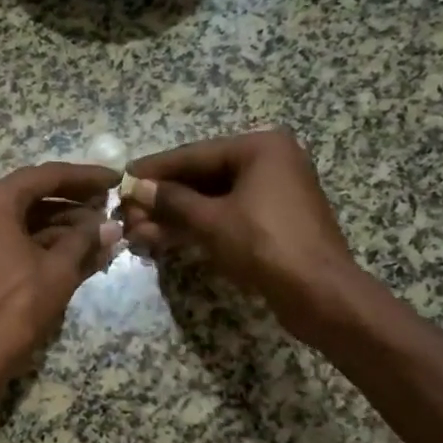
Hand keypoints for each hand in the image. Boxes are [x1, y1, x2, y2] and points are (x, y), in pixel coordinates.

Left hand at [0, 163, 121, 377]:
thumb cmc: (15, 307)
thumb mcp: (57, 270)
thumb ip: (85, 241)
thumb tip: (110, 226)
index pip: (47, 176)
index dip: (85, 176)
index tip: (115, 179)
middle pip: (33, 193)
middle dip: (73, 200)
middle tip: (109, 202)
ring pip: (23, 217)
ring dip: (60, 222)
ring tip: (100, 228)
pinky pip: (12, 236)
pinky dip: (42, 239)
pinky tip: (75, 248)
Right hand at [121, 129, 359, 337]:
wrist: (320, 294)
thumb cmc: (265, 245)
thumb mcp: (211, 221)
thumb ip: (171, 201)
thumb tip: (137, 188)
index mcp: (260, 148)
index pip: (194, 154)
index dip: (155, 169)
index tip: (123, 177)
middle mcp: (270, 162)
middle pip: (202, 176)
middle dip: (163, 198)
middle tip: (126, 210)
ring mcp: (274, 192)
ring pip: (212, 199)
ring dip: (175, 215)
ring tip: (137, 230)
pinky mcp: (273, 221)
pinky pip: (227, 215)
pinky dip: (197, 226)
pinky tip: (163, 237)